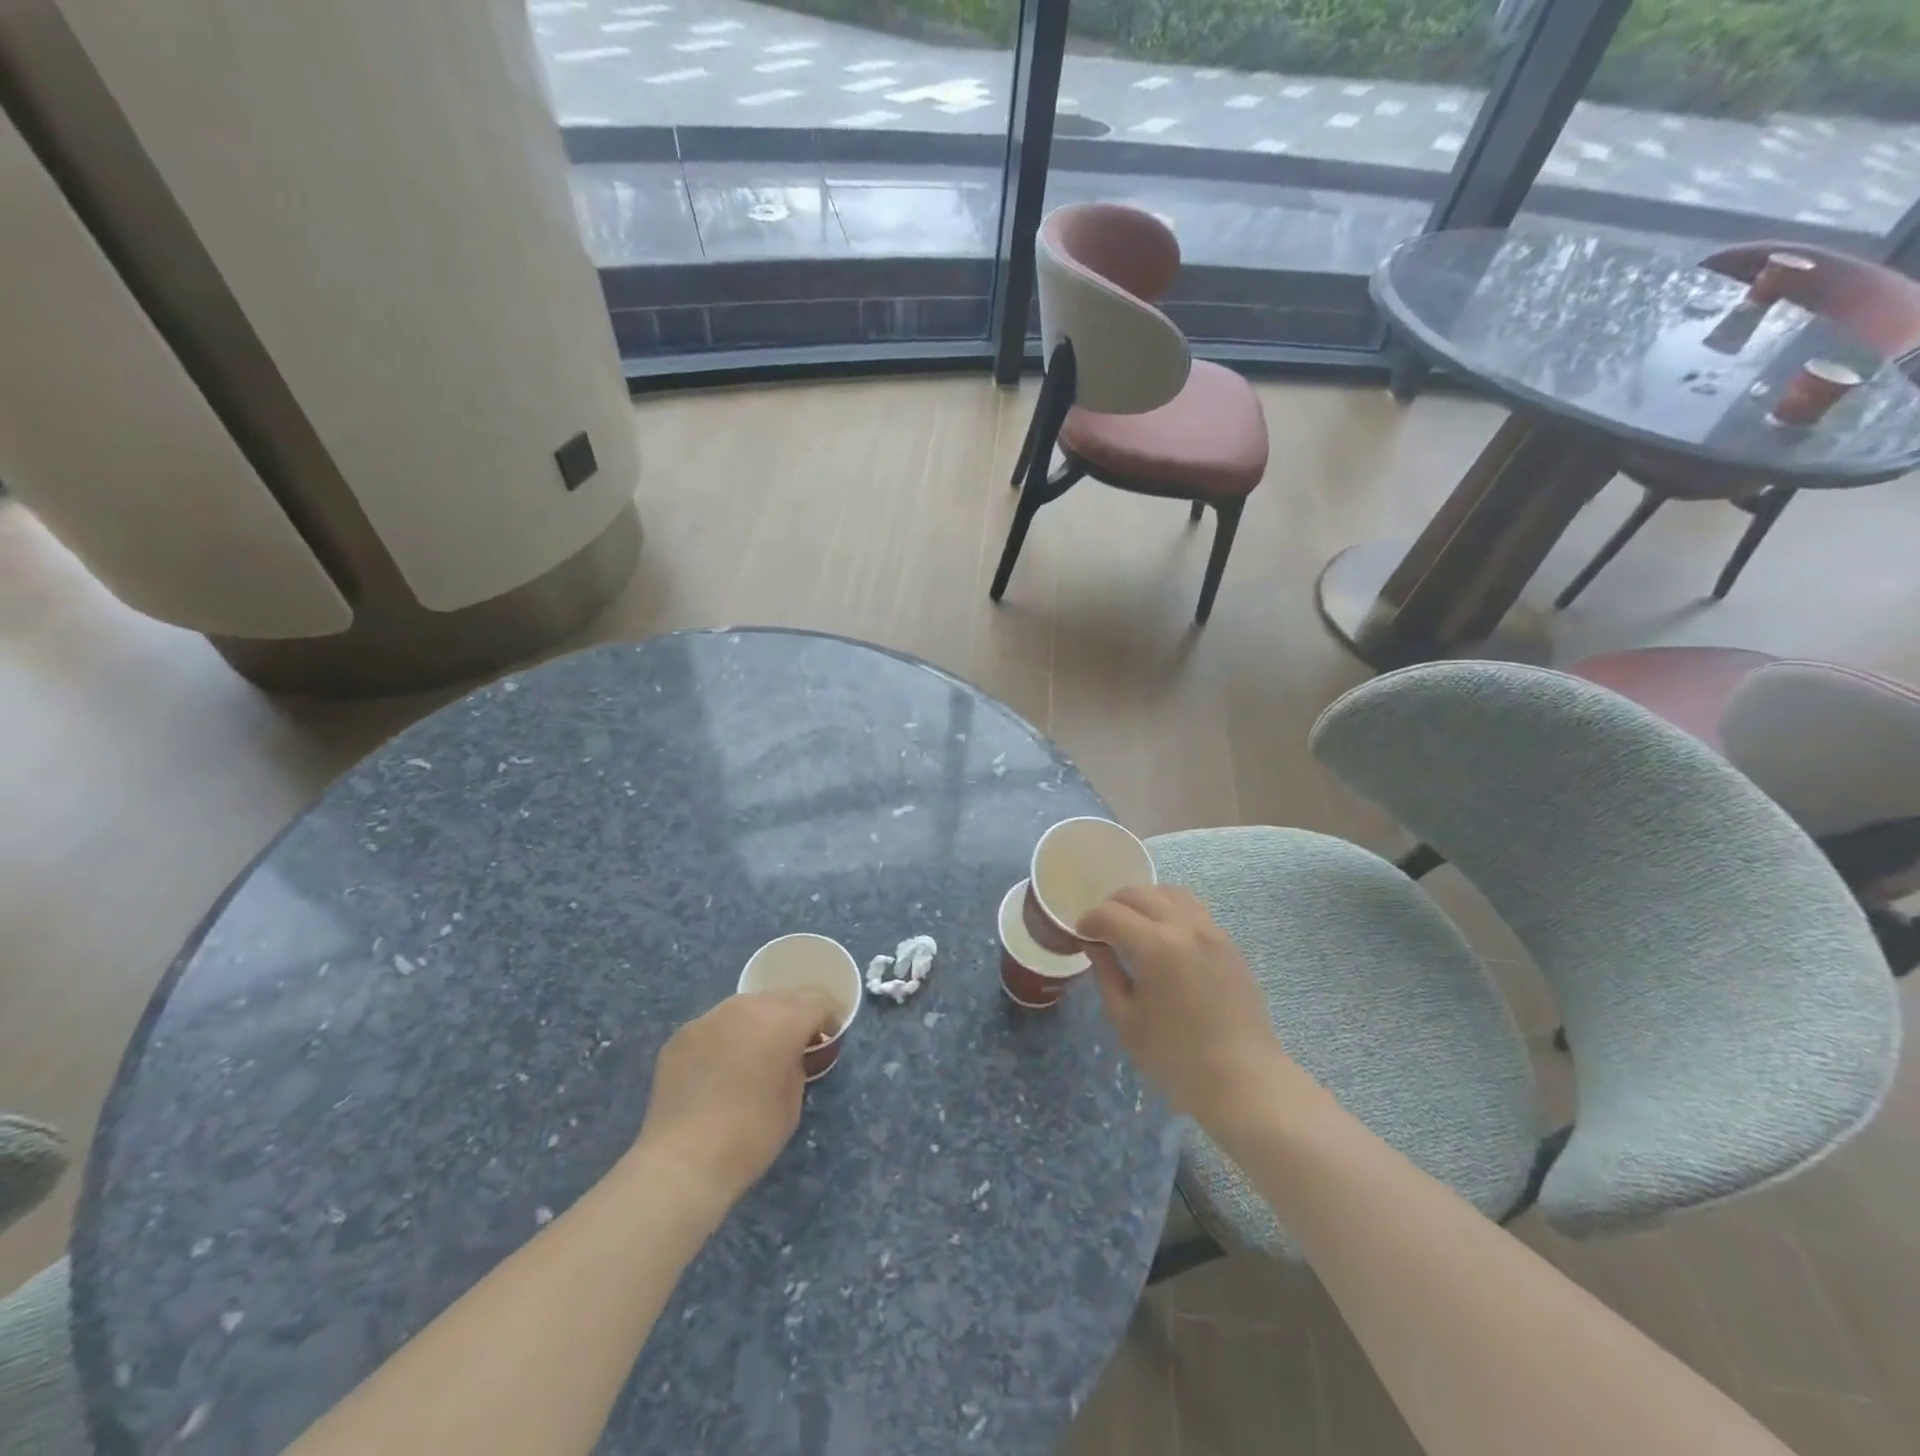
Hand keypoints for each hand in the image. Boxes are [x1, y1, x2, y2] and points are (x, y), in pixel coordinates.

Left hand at [630, 990, 837, 1216]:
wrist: (684, 1161)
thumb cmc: (752, 1134)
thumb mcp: (793, 1098)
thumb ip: (797, 1062)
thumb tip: (790, 1053)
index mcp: (783, 1019)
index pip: (817, 1002)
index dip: (828, 1017)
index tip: (829, 1035)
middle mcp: (747, 1007)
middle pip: (781, 997)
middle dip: (793, 1014)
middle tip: (795, 1042)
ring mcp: (710, 1017)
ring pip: (745, 1007)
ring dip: (758, 1022)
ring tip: (756, 1052)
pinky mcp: (682, 1035)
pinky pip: (715, 1027)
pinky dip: (726, 1038)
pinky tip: (720, 1068)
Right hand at [1079, 886, 1303, 1132]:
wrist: (1244, 1080)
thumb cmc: (1175, 1057)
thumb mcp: (1126, 1020)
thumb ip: (1107, 974)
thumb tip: (1095, 946)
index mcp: (1155, 945)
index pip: (1110, 914)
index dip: (1089, 920)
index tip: (1080, 935)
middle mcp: (1185, 926)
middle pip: (1140, 894)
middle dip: (1113, 905)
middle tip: (1101, 928)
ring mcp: (1212, 932)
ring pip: (1171, 892)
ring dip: (1145, 901)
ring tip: (1133, 925)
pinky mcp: (1229, 944)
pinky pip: (1194, 910)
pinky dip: (1171, 911)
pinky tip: (1164, 939)